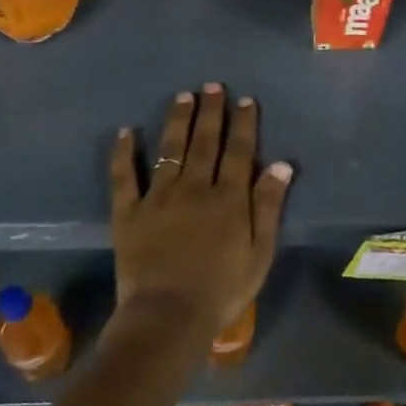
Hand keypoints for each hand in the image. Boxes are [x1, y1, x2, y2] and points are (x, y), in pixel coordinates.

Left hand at [108, 83, 291, 342]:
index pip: (239, 151)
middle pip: (205, 142)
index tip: (245, 100)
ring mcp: (159, 198)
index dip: (243, 123)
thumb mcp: (260, 253)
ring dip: (178, 120)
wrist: (168, 318)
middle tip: (212, 86)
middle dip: (211, 111)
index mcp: (228, 198)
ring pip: (170, 150)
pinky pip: (124, 177)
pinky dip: (124, 153)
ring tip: (183, 96)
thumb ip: (269, 206)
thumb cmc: (222, 290)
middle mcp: (195, 188)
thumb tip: (281, 164)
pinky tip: (126, 132)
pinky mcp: (129, 213)